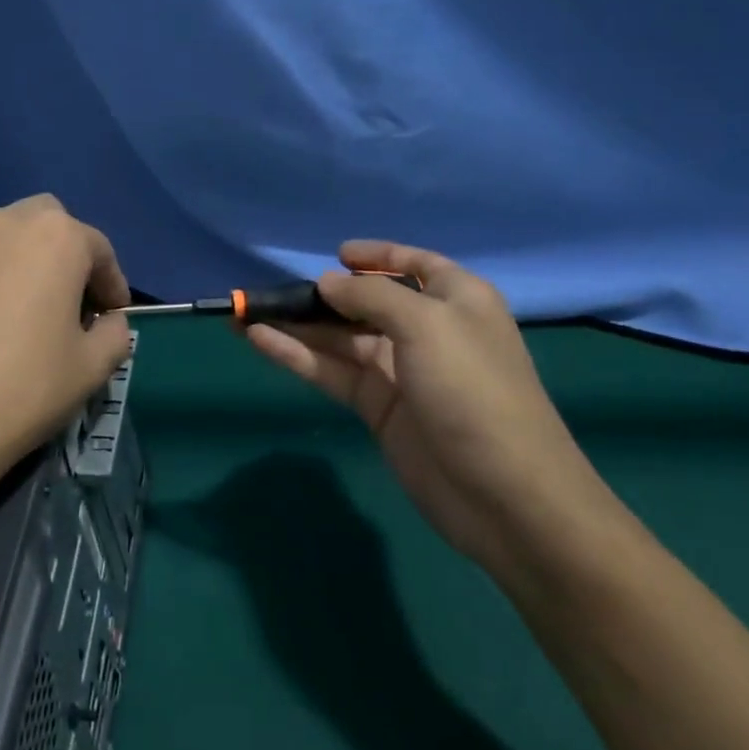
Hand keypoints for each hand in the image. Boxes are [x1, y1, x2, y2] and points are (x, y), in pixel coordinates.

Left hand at [0, 196, 133, 488]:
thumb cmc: (26, 385)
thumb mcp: (93, 367)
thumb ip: (114, 334)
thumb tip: (108, 323)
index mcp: (57, 235)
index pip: (99, 249)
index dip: (113, 284)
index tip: (115, 316)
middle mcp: (8, 222)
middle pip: (50, 226)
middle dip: (68, 256)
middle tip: (75, 304)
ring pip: (9, 239)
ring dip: (29, 264)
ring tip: (33, 313)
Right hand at [245, 241, 615, 571]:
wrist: (505, 496)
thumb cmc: (472, 391)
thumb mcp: (426, 324)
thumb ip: (371, 295)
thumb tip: (326, 282)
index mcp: (456, 300)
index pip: (414, 264)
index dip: (378, 255)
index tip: (335, 253)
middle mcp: (427, 330)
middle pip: (365, 302)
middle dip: (319, 294)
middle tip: (267, 290)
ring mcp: (400, 371)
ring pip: (339, 338)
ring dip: (296, 324)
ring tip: (243, 312)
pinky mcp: (377, 407)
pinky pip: (331, 371)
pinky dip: (296, 355)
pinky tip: (258, 339)